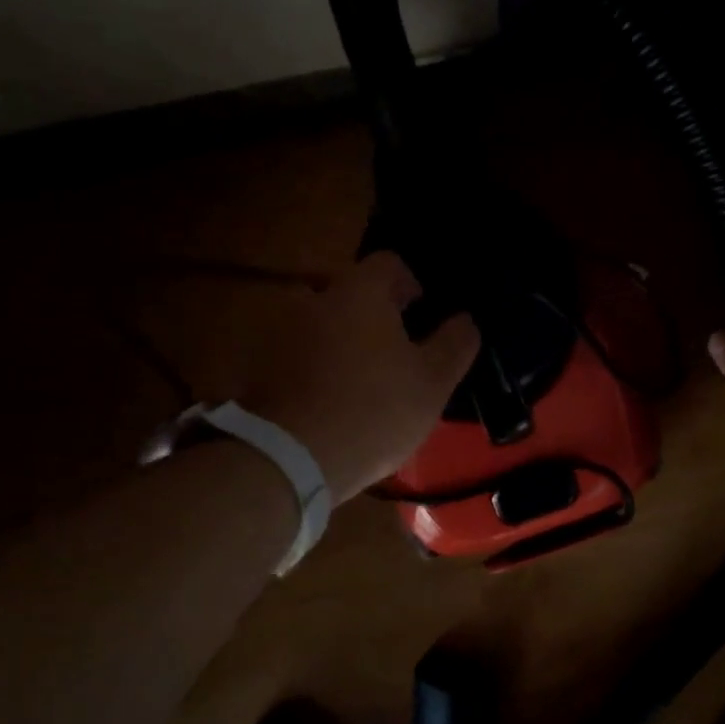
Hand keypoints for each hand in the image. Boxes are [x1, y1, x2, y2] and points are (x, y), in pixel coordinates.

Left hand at [233, 252, 479, 499]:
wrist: (287, 459)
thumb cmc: (373, 411)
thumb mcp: (433, 383)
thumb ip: (455, 343)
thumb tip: (465, 320)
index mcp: (360, 292)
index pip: (389, 263)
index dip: (412, 285)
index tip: (422, 317)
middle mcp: (315, 298)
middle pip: (352, 293)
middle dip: (375, 316)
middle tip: (396, 355)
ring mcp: (281, 331)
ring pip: (323, 323)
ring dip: (343, 341)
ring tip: (361, 382)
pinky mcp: (259, 365)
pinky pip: (298, 353)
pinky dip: (316, 366)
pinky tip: (330, 401)